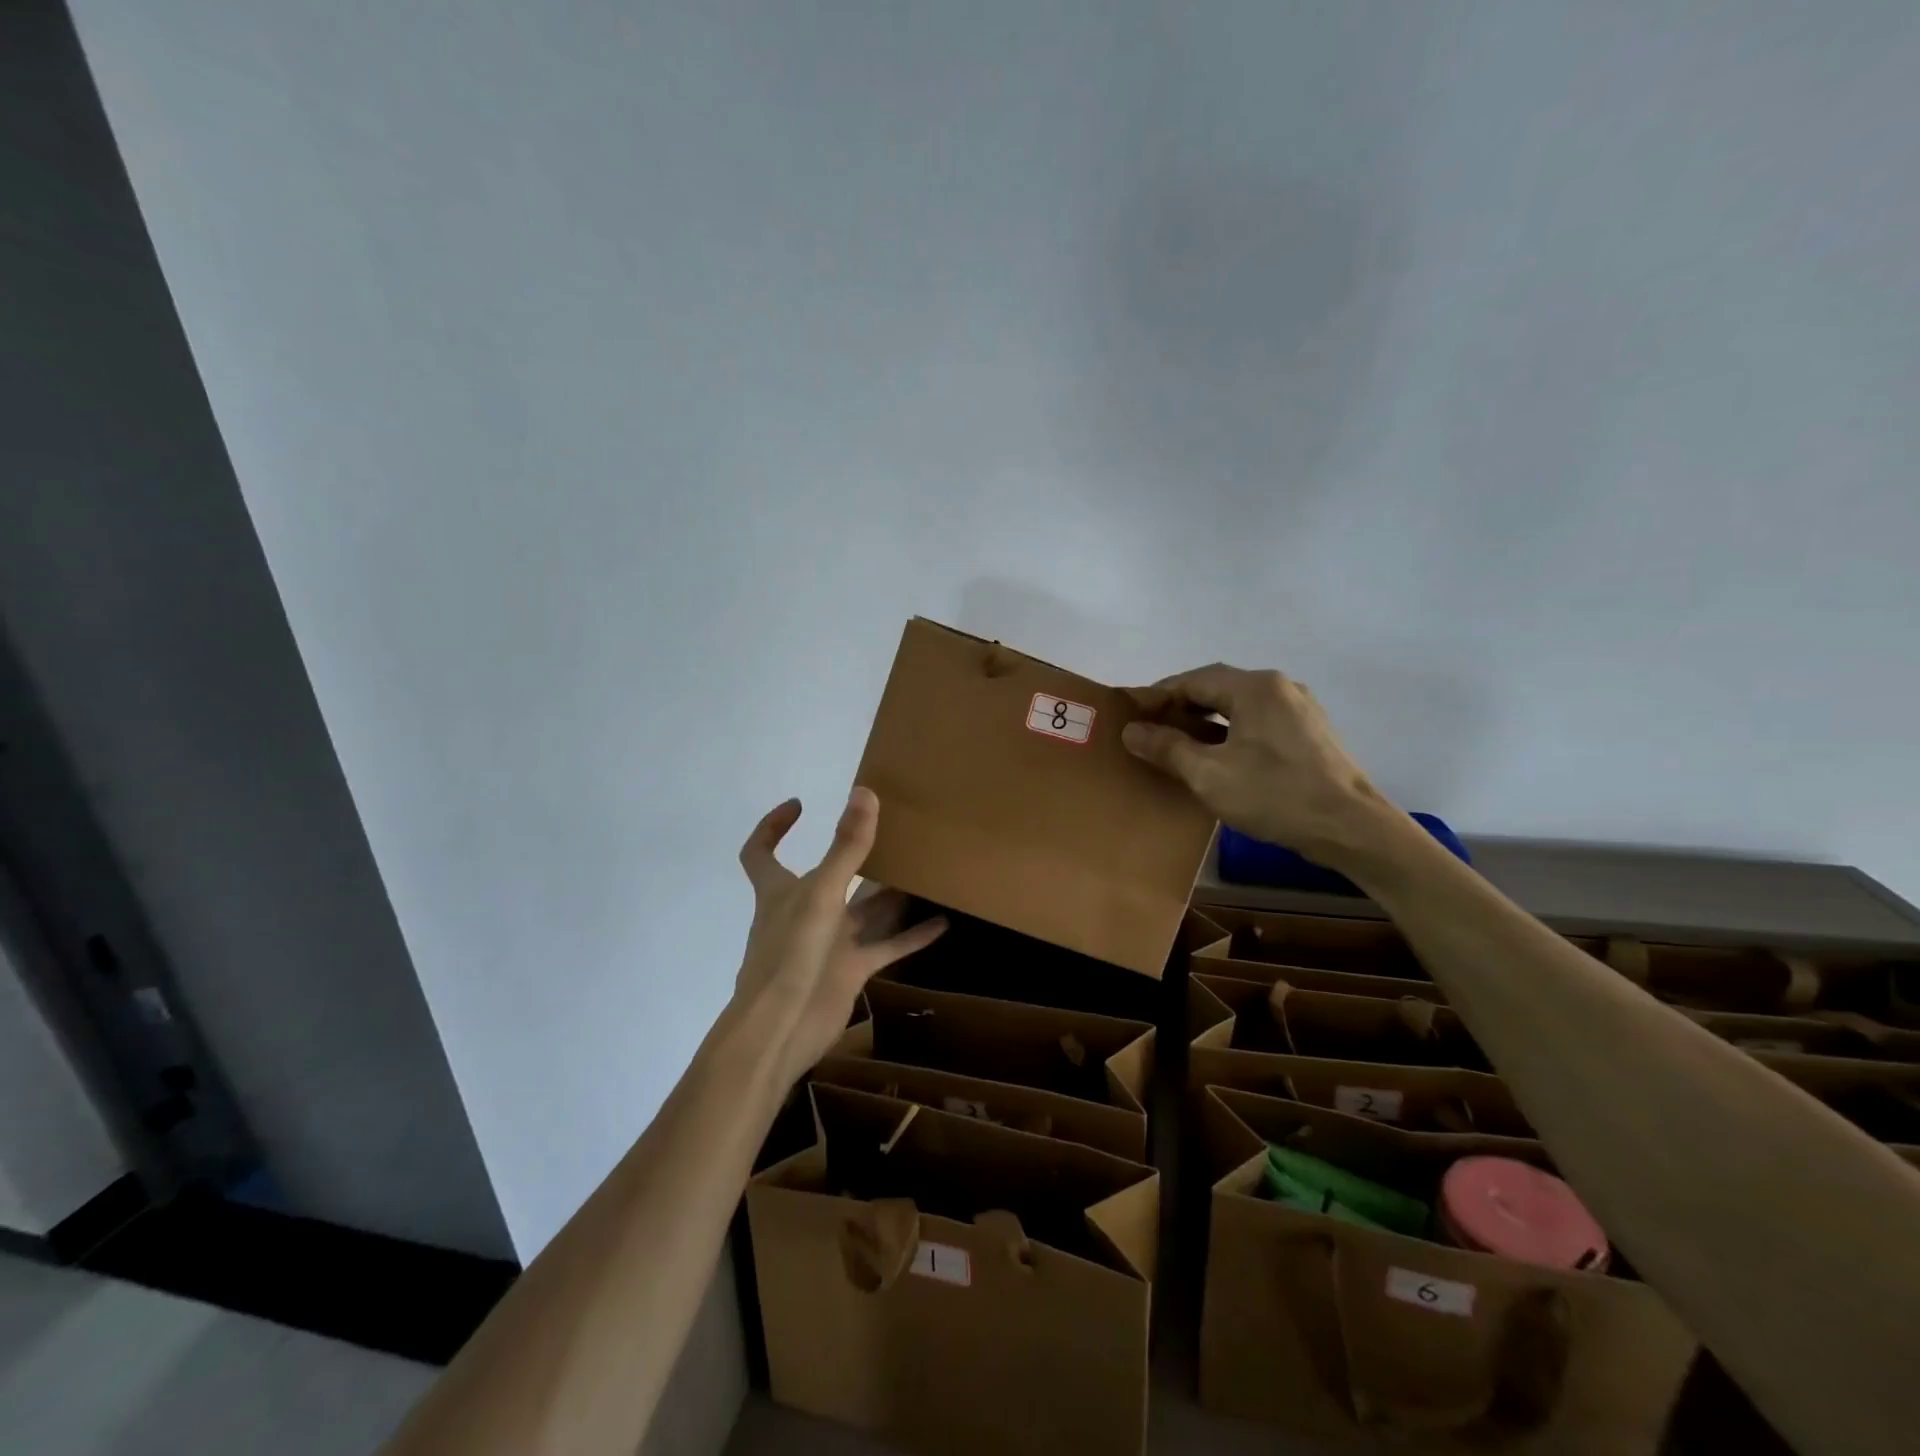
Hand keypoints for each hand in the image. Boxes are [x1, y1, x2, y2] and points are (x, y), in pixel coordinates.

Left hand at [733, 787, 946, 1086]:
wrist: (782, 1030)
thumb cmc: (789, 954)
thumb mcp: (821, 893)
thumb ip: (846, 848)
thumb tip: (864, 794)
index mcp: (781, 891)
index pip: (761, 852)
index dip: (773, 827)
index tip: (800, 805)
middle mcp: (805, 911)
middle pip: (830, 876)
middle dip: (855, 855)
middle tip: (893, 830)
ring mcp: (829, 942)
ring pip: (865, 911)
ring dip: (891, 894)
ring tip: (926, 870)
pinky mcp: (850, 970)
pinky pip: (886, 946)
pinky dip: (913, 935)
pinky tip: (943, 921)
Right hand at [1122, 664, 1400, 866]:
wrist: (1351, 828)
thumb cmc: (1275, 795)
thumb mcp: (1209, 774)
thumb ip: (1167, 748)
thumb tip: (1132, 731)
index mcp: (1254, 687)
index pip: (1193, 679)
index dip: (1158, 696)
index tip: (1132, 715)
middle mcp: (1279, 687)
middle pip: (1217, 688)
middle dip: (1181, 707)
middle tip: (1150, 731)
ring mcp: (1299, 709)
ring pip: (1239, 706)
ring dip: (1205, 721)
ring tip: (1178, 745)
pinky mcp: (1310, 733)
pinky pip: (1258, 722)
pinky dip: (1230, 732)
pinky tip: (1218, 757)